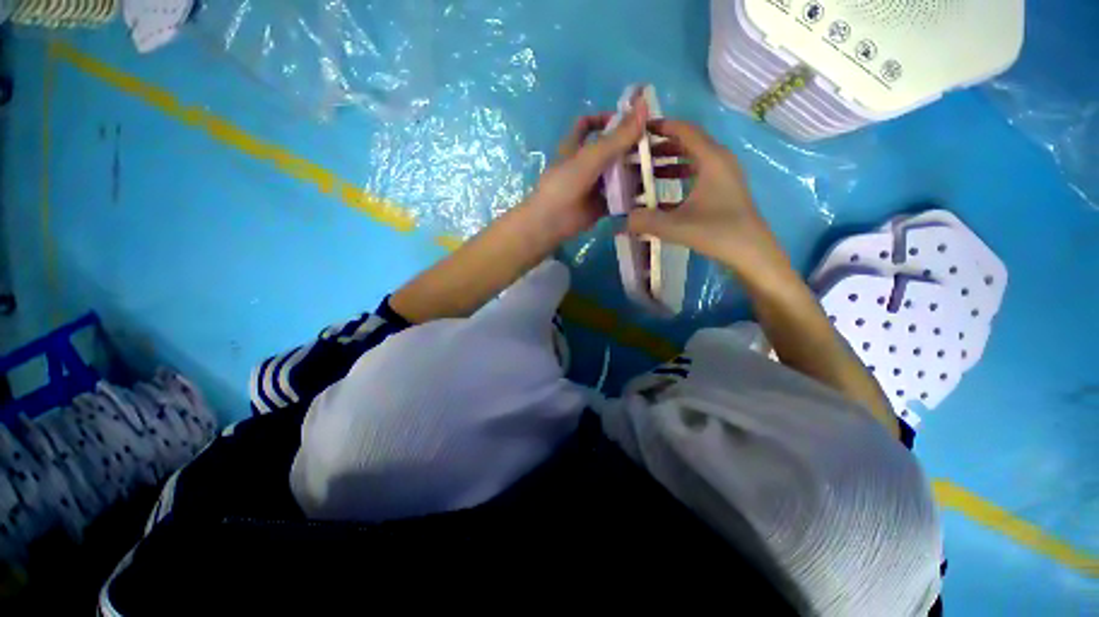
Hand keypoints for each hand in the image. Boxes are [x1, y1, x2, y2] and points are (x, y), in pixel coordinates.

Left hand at [526, 101, 648, 240]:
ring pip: (618, 174)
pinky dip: (633, 194)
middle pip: (612, 150)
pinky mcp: (601, 205)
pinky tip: (651, 192)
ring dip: (636, 171)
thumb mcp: (591, 157)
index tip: (631, 120)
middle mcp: (586, 164)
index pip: (589, 125)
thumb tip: (644, 104)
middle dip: (632, 147)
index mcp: (577, 147)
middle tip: (659, 147)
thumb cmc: (565, 185)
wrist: (552, 222)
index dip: (607, 119)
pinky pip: (620, 196)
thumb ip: (618, 136)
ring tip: (661, 170)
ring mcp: (594, 186)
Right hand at [626, 120, 789, 278]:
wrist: (751, 252)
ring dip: (668, 164)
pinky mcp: (722, 191)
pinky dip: (678, 180)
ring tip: (644, 174)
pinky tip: (660, 196)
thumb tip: (621, 219)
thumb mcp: (675, 226)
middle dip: (660, 148)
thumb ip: (645, 221)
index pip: (684, 131)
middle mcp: (718, 161)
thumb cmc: (717, 232)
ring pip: (691, 161)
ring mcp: (722, 177)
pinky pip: (696, 176)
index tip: (638, 131)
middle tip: (636, 156)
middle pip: (687, 144)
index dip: (661, 127)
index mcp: (711, 159)